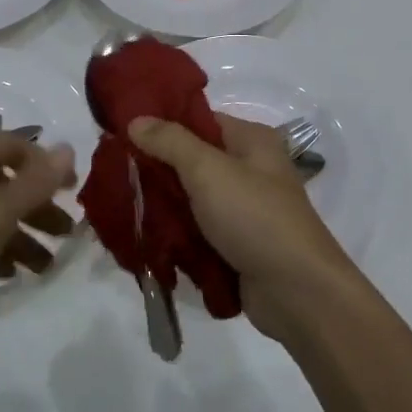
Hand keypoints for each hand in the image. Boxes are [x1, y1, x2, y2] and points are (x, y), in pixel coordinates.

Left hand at [0, 133, 77, 339]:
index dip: (47, 164)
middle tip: (67, 233)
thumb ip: (34, 184)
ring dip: (20, 235)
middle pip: (4, 183)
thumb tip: (68, 148)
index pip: (14, 145)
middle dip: (38, 207)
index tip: (75, 190)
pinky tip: (11, 273)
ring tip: (47, 266)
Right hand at [127, 113, 356, 340]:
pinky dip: (176, 234)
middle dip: (156, 169)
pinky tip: (145, 236)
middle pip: (193, 161)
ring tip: (122, 207)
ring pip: (192, 199)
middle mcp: (250, 170)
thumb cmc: (255, 218)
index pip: (200, 120)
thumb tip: (136, 119)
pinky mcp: (236, 244)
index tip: (122, 134)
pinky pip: (198, 231)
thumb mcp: (209, 170)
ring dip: (163, 205)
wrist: (296, 291)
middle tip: (115, 174)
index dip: (162, 124)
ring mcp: (244, 210)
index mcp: (251, 141)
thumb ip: (171, 142)